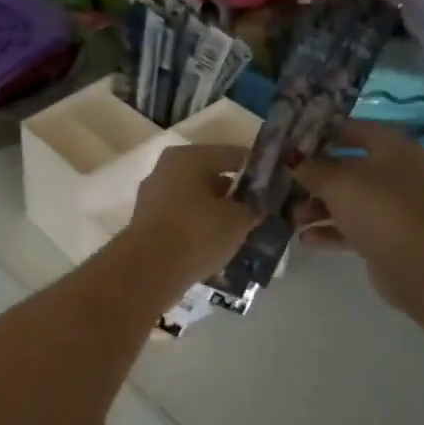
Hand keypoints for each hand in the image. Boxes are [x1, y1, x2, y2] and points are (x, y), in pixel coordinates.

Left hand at [124, 144, 258, 289]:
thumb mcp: (239, 219)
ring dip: (217, 213)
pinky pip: (182, 219)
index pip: (233, 155)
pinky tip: (216, 246)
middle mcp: (166, 170)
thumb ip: (253, 207)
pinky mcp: (146, 223)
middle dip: (235, 195)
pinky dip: (199, 228)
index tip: (277, 188)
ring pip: (195, 200)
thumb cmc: (198, 232)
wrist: (149, 269)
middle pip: (211, 177)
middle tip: (260, 213)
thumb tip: (255, 207)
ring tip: (241, 233)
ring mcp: (152, 197)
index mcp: (188, 157)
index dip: (258, 171)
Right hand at [292, 121, 423, 306]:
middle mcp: (395, 173)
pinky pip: (351, 228)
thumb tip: (291, 157)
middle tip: (285, 182)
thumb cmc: (378, 207)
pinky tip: (305, 239)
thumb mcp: (337, 182)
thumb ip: (311, 168)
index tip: (293, 141)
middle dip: (315, 178)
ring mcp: (392, 207)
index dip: (324, 133)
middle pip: (348, 169)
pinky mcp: (385, 236)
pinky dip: (329, 232)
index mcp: (392, 148)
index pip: (355, 129)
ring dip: (318, 208)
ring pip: (348, 201)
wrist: (418, 262)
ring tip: (293, 218)